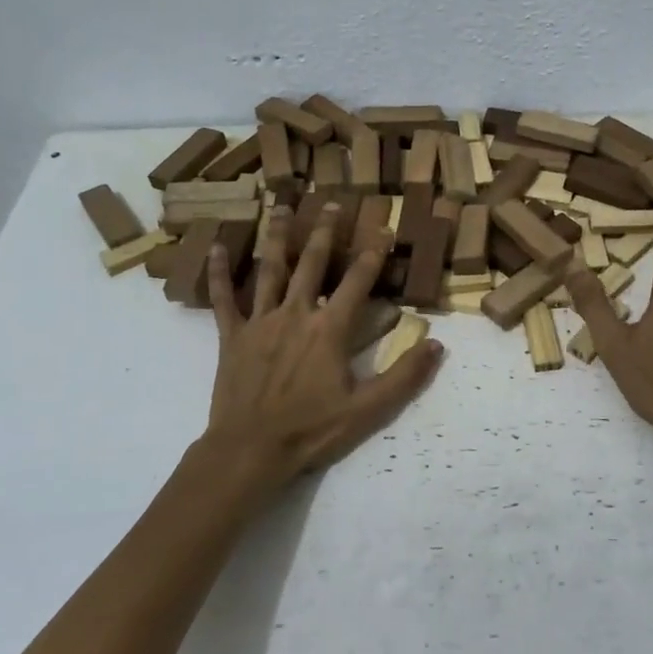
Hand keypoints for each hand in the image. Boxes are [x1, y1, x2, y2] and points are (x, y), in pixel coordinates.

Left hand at [198, 203, 441, 504]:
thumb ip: (404, 376)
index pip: (357, 281)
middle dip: (324, 231)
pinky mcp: (231, 336)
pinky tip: (215, 247)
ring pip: (269, 269)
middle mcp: (295, 314)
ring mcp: (260, 322)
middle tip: (331, 203)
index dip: (373, 253)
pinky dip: (218, 272)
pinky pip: (223, 299)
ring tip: (280, 207)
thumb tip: (437, 345)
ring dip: (276, 236)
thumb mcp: (368, 409)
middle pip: (312, 263)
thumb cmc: (311, 430)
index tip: (384, 227)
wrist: (250, 450)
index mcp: (329, 329)